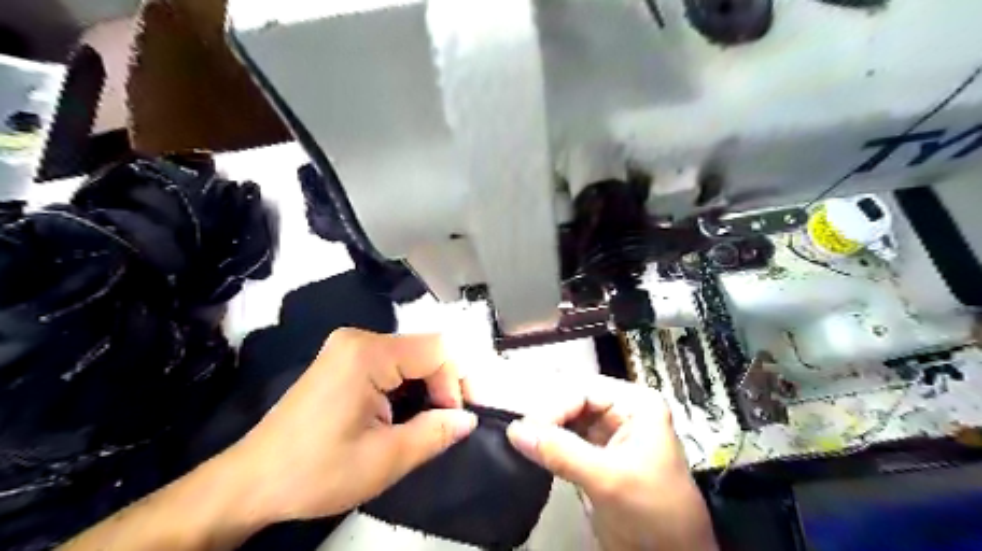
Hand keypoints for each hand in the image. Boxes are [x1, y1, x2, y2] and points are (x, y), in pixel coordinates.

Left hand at [220, 329, 480, 522]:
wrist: (251, 481)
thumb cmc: (315, 471)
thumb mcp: (385, 459)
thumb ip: (435, 433)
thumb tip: (469, 419)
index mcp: (368, 354)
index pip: (438, 350)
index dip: (456, 382)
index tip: (455, 419)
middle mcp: (359, 339)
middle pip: (426, 349)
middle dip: (445, 384)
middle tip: (449, 422)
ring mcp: (349, 347)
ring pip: (411, 356)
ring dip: (428, 386)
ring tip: (429, 421)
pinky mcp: (344, 360)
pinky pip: (392, 363)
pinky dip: (408, 385)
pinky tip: (406, 412)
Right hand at [507, 374, 715, 550]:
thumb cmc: (655, 514)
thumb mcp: (609, 480)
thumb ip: (562, 453)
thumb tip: (516, 431)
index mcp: (635, 404)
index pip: (583, 390)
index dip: (552, 407)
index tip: (525, 429)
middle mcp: (622, 411)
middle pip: (572, 399)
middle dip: (545, 415)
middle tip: (518, 431)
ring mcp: (608, 433)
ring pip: (566, 419)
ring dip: (544, 428)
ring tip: (520, 438)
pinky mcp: (596, 455)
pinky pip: (566, 440)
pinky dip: (548, 444)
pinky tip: (531, 448)